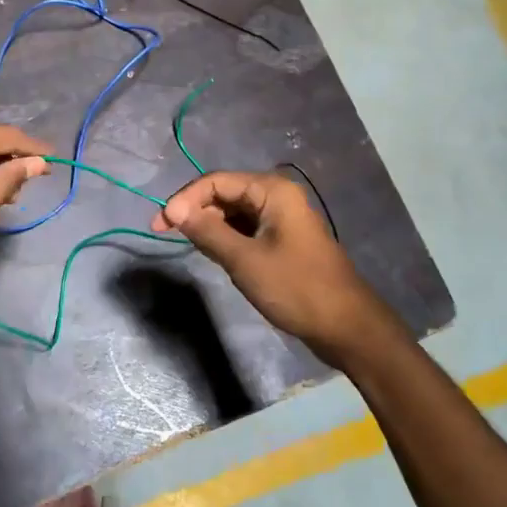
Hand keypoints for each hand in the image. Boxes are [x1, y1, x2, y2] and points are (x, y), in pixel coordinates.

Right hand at [152, 170, 401, 358]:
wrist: (345, 325)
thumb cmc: (295, 288)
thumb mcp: (245, 260)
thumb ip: (207, 232)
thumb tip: (173, 210)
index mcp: (272, 191)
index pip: (216, 181)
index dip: (185, 199)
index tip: (160, 225)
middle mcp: (276, 196)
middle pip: (224, 193)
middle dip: (195, 210)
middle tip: (165, 234)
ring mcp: (281, 219)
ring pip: (233, 212)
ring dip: (209, 224)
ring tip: (185, 244)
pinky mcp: (282, 240)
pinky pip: (245, 229)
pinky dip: (225, 237)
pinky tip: (212, 253)